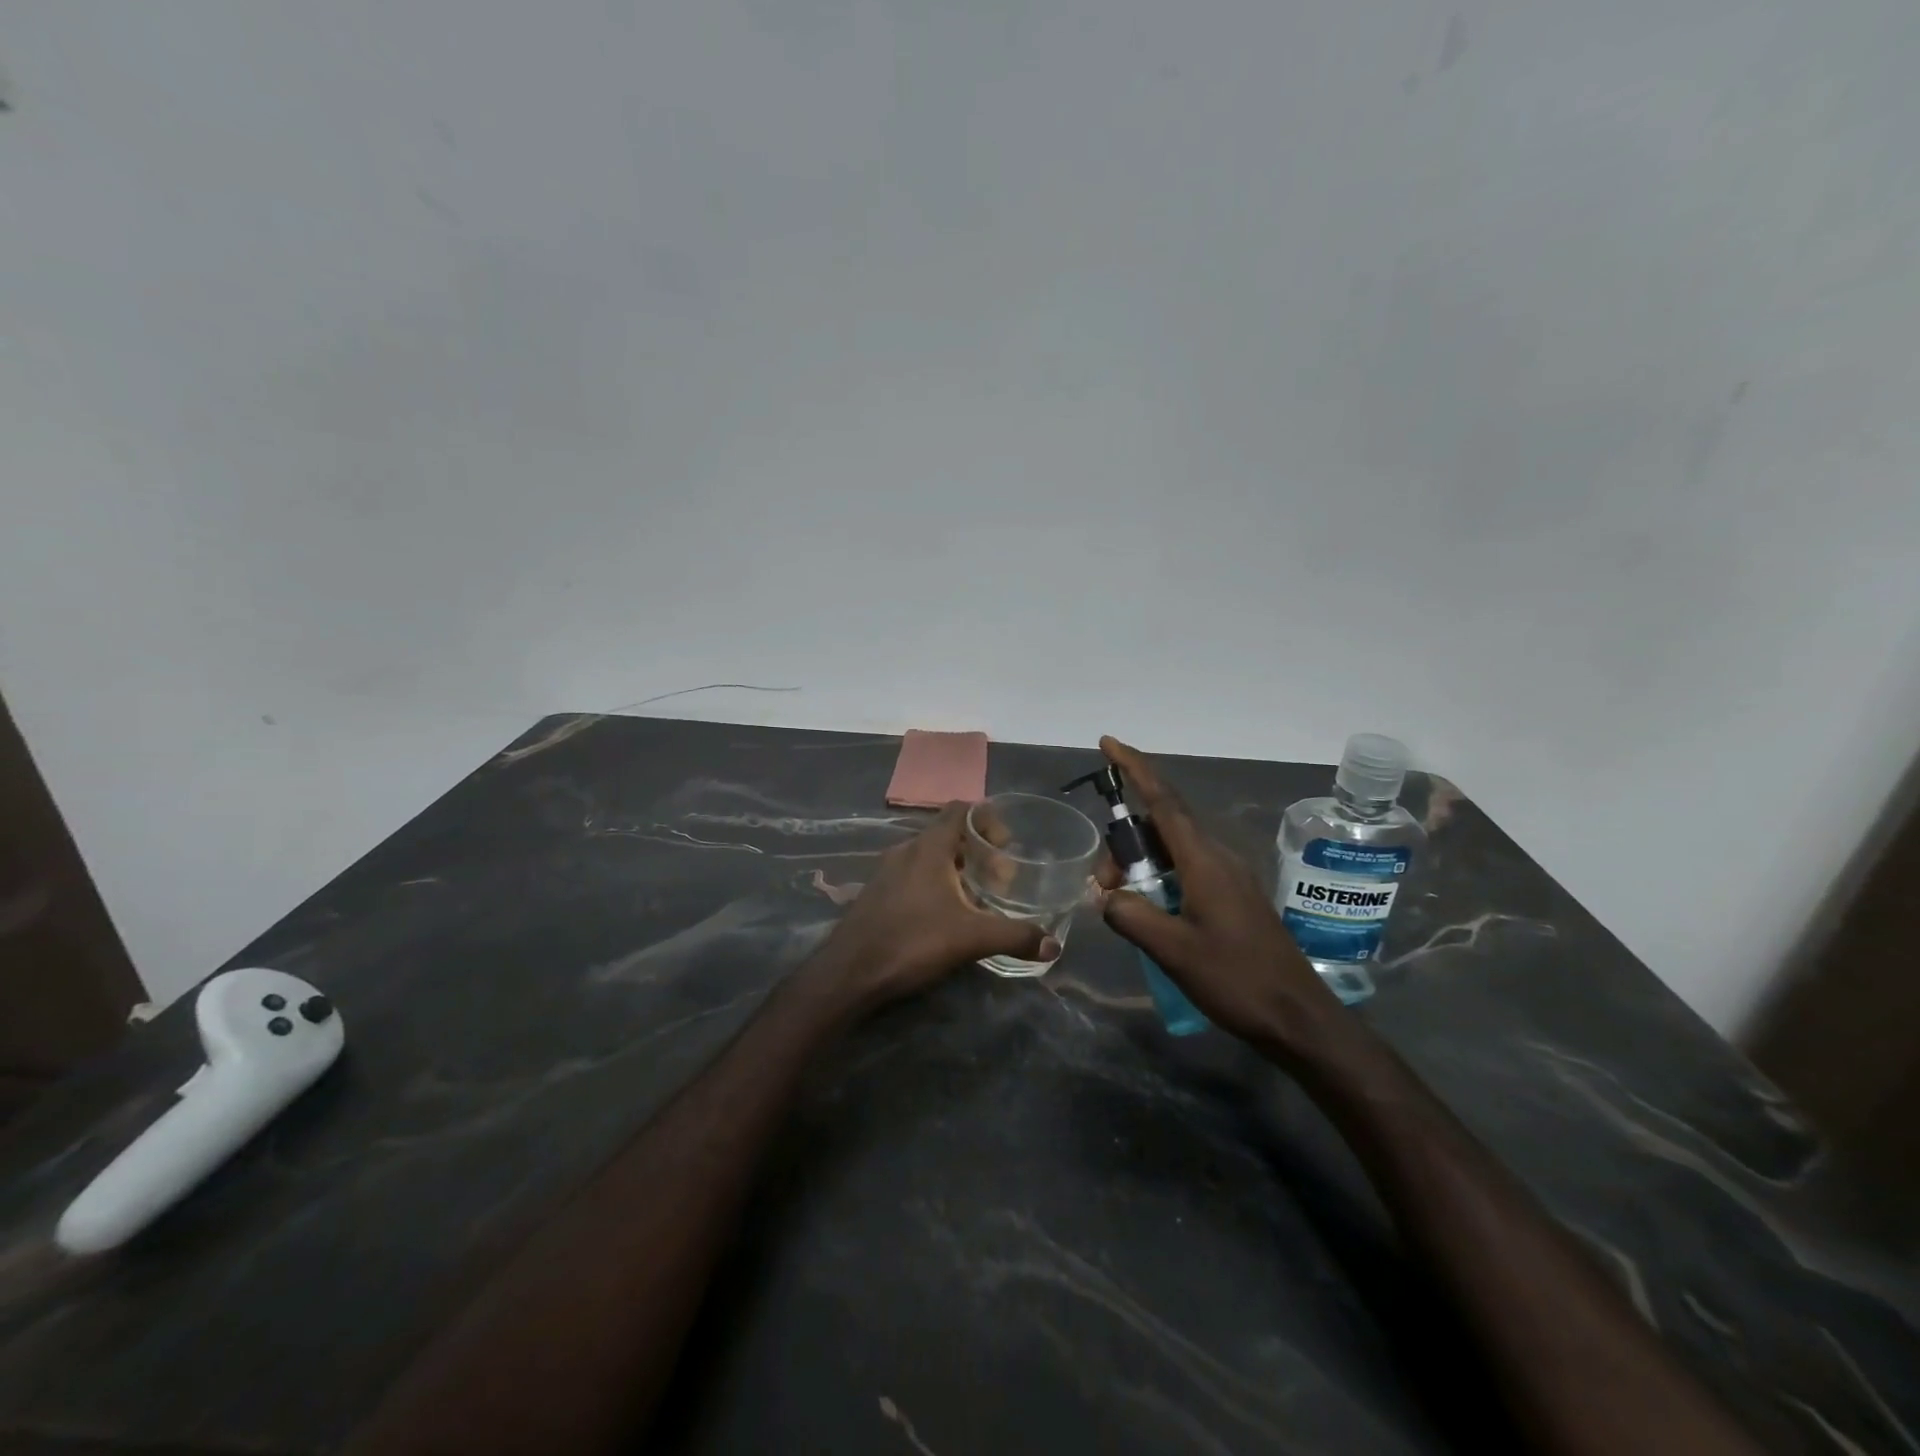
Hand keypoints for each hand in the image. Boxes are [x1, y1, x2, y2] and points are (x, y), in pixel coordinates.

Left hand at [809, 802, 1058, 1012]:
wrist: (849, 972)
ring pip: (929, 856)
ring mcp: (886, 871)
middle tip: (1000, 878)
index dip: (987, 819)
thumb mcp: (970, 938)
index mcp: (929, 847)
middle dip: (977, 850)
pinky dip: (934, 883)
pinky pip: (912, 875)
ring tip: (977, 897)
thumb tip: (1053, 945)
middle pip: (947, 834)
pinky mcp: (876, 893)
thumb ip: (1014, 937)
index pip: (961, 810)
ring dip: (955, 868)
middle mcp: (906, 850)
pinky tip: (944, 915)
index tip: (1007, 847)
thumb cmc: (912, 941)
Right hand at [1096, 737, 1341, 1053]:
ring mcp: (1228, 876)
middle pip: (1161, 825)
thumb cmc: (1236, 979)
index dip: (1134, 768)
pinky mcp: (1232, 896)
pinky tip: (1148, 909)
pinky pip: (1186, 869)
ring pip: (1172, 849)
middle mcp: (1217, 857)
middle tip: (1103, 885)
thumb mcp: (1173, 951)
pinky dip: (1158, 877)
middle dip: (1124, 842)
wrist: (1298, 1017)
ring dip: (1140, 864)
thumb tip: (1107, 897)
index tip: (1108, 744)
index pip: (1163, 800)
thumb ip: (1131, 916)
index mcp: (1204, 860)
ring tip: (1120, 901)